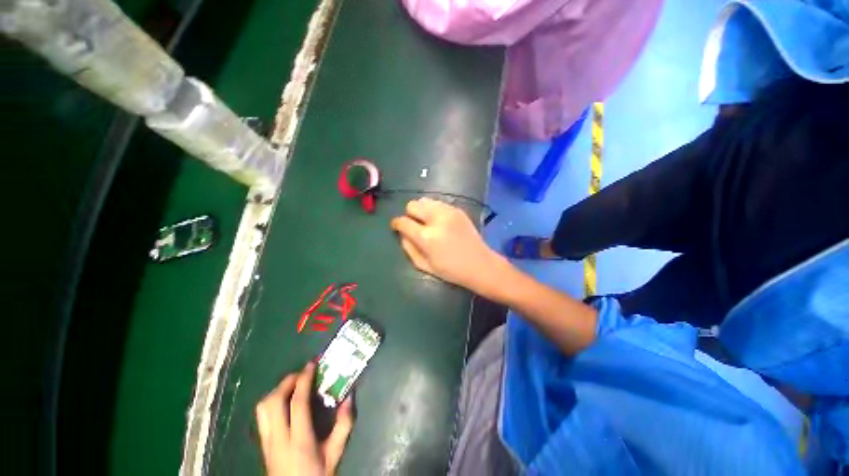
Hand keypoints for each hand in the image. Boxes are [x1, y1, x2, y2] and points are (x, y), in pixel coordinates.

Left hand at [256, 362, 353, 475]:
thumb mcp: (334, 454)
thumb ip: (343, 426)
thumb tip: (349, 397)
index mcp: (299, 441)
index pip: (297, 403)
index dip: (304, 380)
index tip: (312, 364)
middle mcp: (278, 439)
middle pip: (273, 401)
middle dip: (287, 381)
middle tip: (303, 373)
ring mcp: (266, 442)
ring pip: (262, 408)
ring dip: (277, 390)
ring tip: (293, 385)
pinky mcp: (262, 444)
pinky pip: (261, 415)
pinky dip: (272, 401)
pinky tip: (285, 402)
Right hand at [391, 198, 506, 294]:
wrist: (480, 264)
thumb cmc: (451, 270)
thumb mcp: (424, 265)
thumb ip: (408, 248)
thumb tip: (402, 234)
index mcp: (426, 237)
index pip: (403, 222)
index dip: (396, 224)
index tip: (397, 227)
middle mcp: (436, 219)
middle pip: (412, 205)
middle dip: (409, 215)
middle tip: (415, 226)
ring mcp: (449, 212)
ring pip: (425, 200)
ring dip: (422, 210)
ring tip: (427, 222)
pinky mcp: (458, 210)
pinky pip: (438, 203)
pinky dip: (434, 210)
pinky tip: (439, 221)